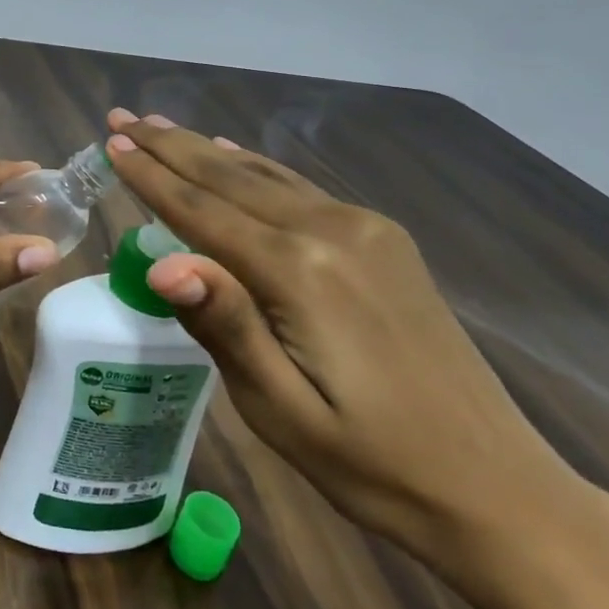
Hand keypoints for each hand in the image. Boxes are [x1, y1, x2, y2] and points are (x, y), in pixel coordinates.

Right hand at [104, 110, 593, 569]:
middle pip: (229, 178)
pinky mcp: (384, 240)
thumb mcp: (281, 410)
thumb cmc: (371, 464)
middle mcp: (330, 231)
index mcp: (298, 274)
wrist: (498, 489)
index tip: (110, 144)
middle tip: (121, 118)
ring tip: (160, 127)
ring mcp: (364, 230)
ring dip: (206, 150)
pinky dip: (255, 167)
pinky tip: (234, 155)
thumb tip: (162, 264)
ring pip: (263, 176)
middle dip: (169, 147)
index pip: (202, 212)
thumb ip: (223, 325)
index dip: (151, 177)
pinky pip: (299, 189)